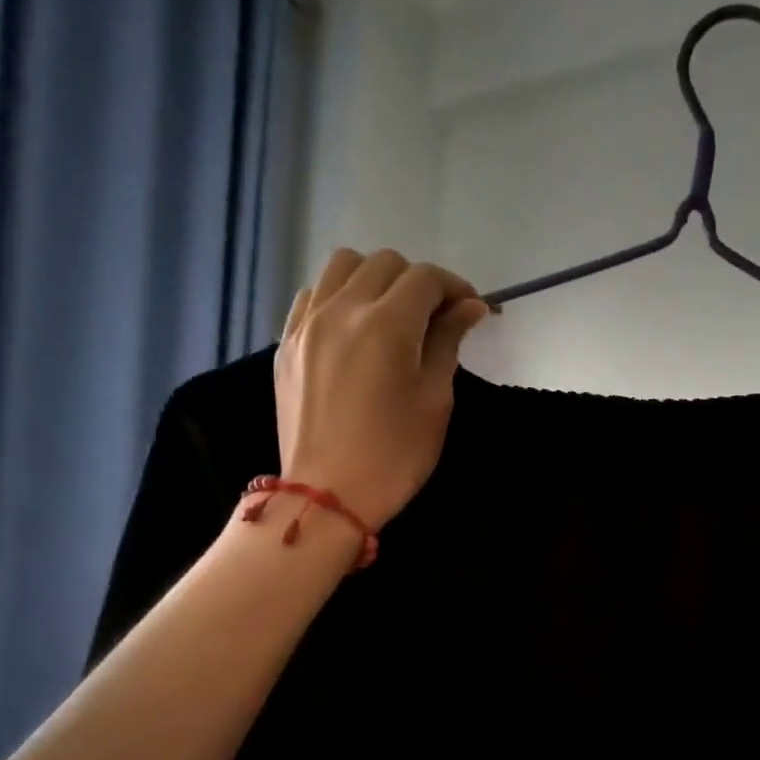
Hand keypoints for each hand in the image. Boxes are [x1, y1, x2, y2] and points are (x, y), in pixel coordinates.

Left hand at [274, 248, 489, 530]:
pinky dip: (338, 296)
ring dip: (375, 278)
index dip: (456, 288)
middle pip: (385, 263)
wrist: (328, 495)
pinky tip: (352, 327)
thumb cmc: (395, 455)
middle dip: (418, 282)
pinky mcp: (287, 342)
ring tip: (391, 313)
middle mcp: (342, 310)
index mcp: (386, 325)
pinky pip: (313, 295)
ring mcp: (307, 323)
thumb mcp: (435, 399)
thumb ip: (448, 341)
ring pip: (342, 266)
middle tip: (436, 317)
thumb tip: (470, 307)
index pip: (426, 279)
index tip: (472, 311)